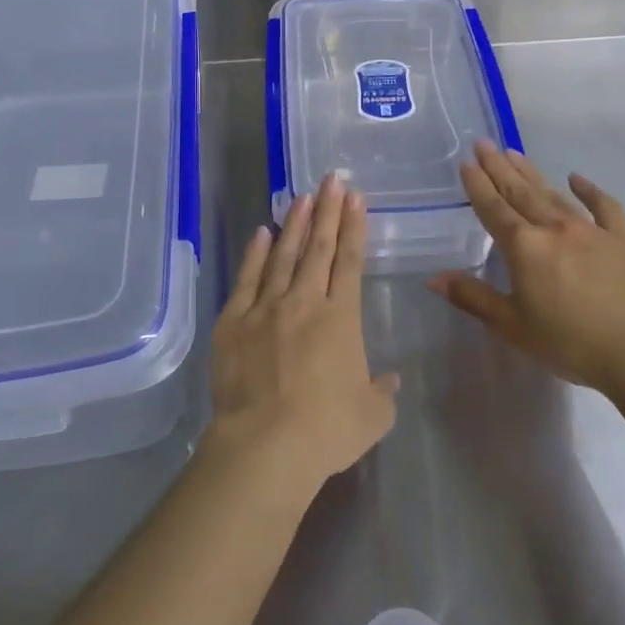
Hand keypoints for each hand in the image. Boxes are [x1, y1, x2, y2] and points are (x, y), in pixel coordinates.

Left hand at [204, 175, 399, 496]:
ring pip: (283, 254)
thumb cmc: (326, 430)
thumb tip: (390, 379)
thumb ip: (382, 392)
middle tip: (331, 179)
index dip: (353, 227)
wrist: (265, 445)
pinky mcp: (233, 321)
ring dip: (294, 223)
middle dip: (327, 210)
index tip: (355, 198)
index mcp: (340, 318)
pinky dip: (255, 253)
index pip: (349, 261)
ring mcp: (265, 307)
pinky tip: (262, 233)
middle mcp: (303, 301)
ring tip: (302, 196)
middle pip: (318, 247)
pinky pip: (246, 278)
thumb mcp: (371, 416)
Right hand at [428, 140, 624, 388]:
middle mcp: (554, 229)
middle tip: (484, 144)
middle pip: (520, 193)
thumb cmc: (569, 342)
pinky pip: (605, 206)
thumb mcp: (512, 327)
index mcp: (524, 248)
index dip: (478, 186)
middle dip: (499, 168)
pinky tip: (577, 178)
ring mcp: (592, 230)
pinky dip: (590, 190)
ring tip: (515, 153)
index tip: (467, 163)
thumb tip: (435, 278)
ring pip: (554, 194)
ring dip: (532, 173)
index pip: (494, 209)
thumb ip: (474, 298)